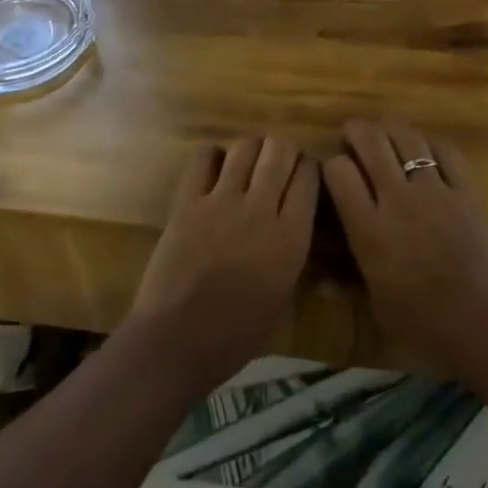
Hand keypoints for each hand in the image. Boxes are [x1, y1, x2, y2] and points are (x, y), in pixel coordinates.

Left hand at [130, 136, 317, 391]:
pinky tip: (214, 169)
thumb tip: (290, 225)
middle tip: (278, 162)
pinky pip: (203, 158)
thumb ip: (290, 252)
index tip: (304, 173)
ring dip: (252, 148)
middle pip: (279, 152)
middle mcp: (260, 209)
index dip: (308, 169)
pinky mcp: (188, 201)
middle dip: (283, 150)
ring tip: (249, 161)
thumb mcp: (282, 296)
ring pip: (245, 147)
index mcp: (291, 237)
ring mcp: (221, 201)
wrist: (178, 340)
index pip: (308, 177)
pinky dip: (212, 156)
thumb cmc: (236, 334)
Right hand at [321, 119, 487, 380]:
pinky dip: (433, 145)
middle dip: (356, 130)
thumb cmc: (425, 327)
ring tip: (387, 134)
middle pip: (371, 141)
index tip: (335, 173)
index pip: (338, 171)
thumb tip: (325, 282)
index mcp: (368, 229)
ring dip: (392, 129)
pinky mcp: (467, 193)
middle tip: (353, 135)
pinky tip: (428, 150)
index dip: (332, 165)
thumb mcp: (377, 307)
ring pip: (408, 138)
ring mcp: (435, 192)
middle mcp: (397, 199)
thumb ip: (353, 282)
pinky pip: (447, 153)